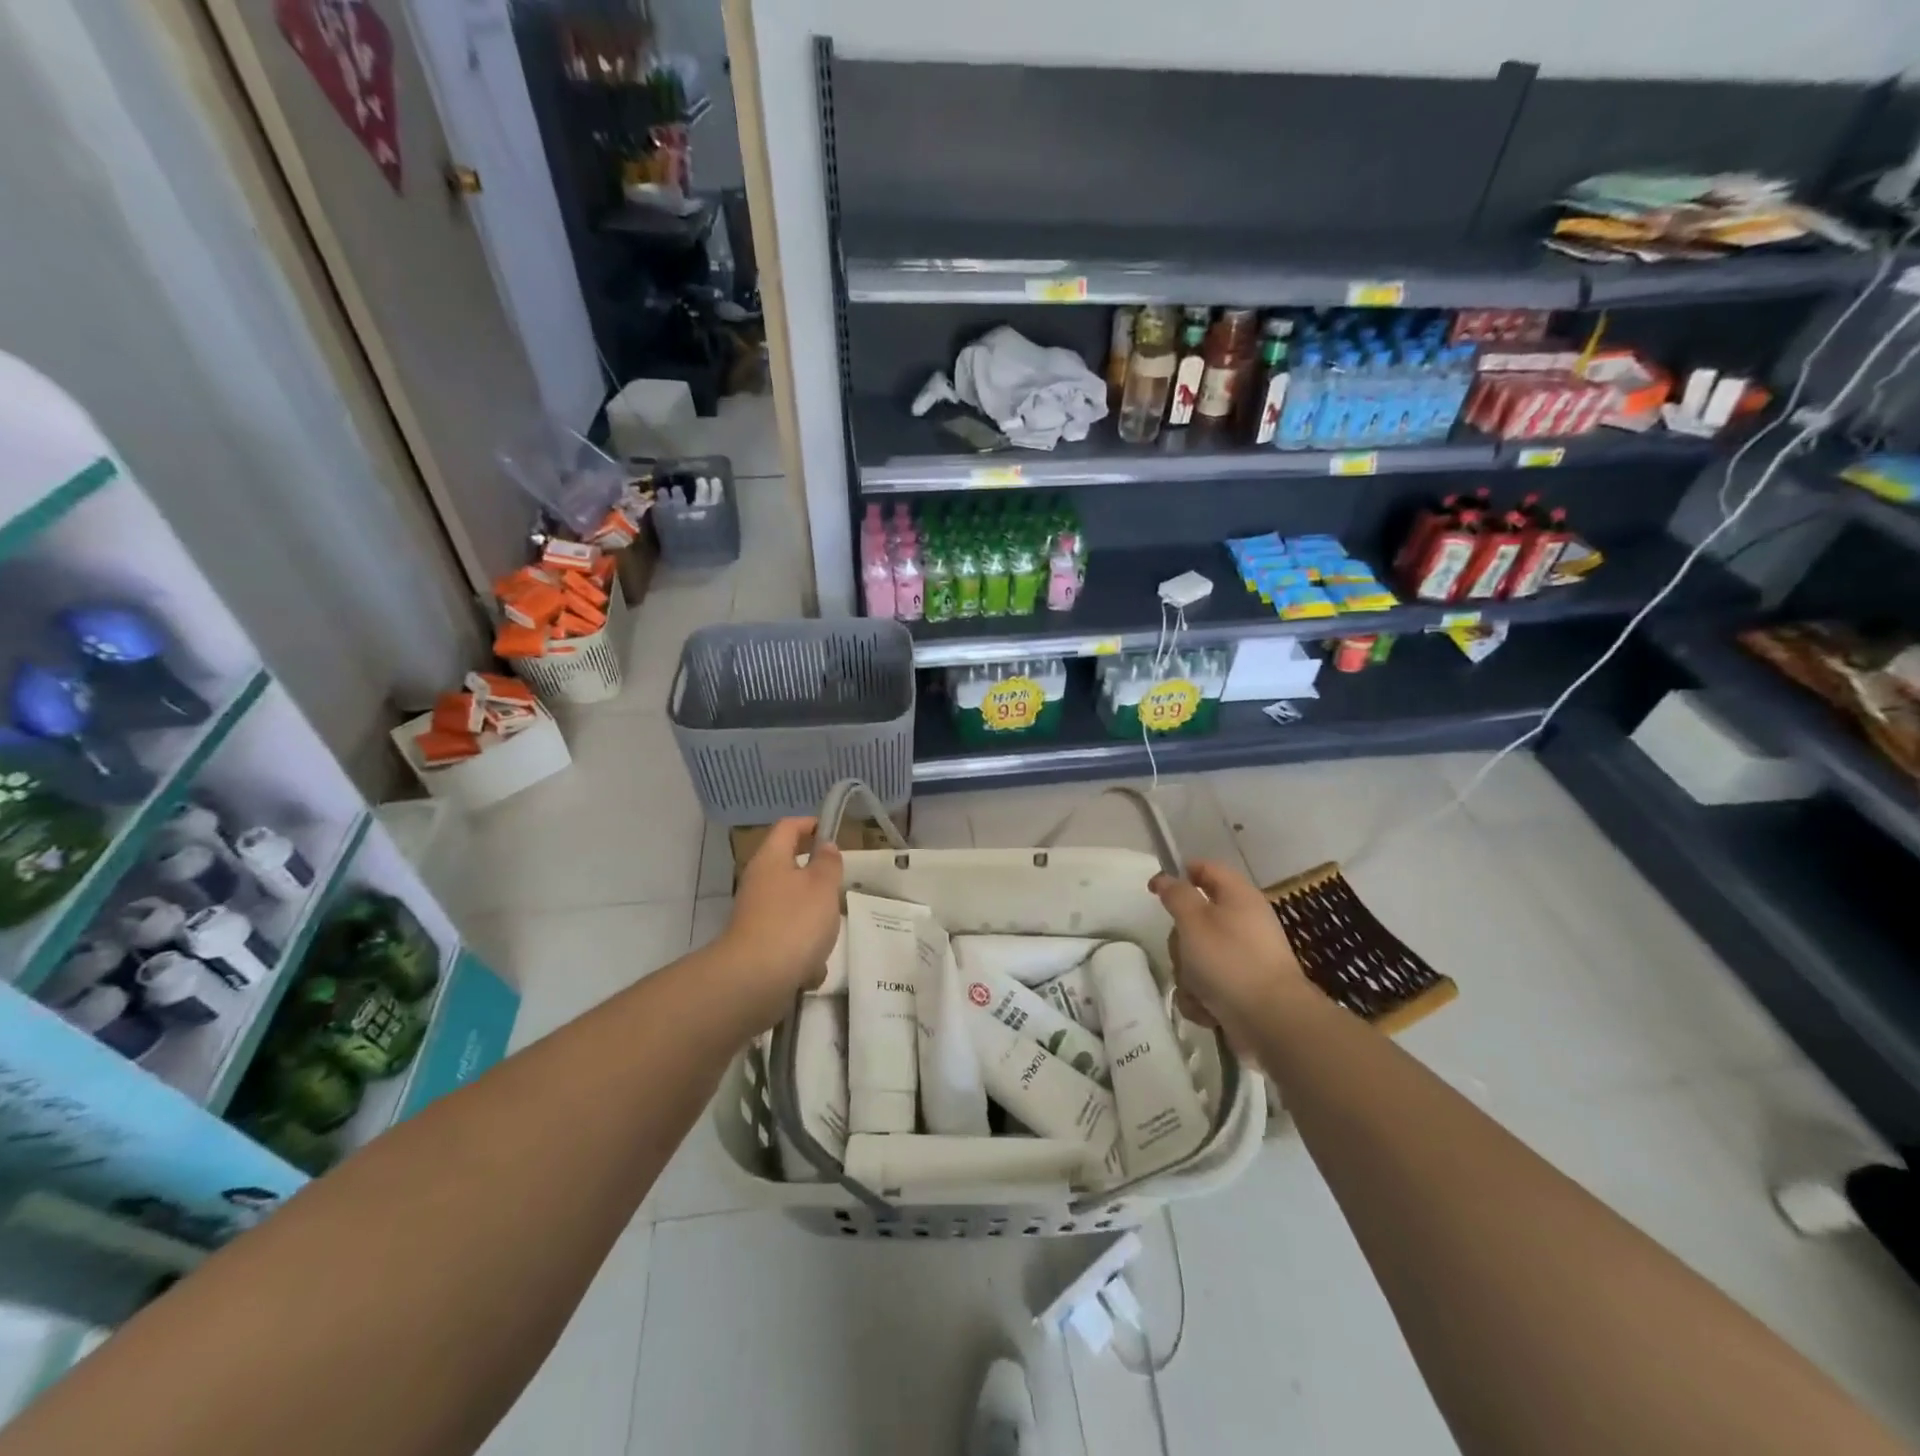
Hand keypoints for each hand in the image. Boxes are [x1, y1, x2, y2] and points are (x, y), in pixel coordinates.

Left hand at [718, 818, 841, 1020]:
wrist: (755, 980)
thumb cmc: (794, 922)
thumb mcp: (823, 886)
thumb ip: (828, 863)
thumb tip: (825, 847)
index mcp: (771, 859)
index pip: (788, 827)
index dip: (810, 824)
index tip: (832, 832)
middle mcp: (758, 883)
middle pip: (789, 869)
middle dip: (817, 880)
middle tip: (839, 886)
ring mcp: (755, 916)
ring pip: (792, 908)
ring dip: (813, 920)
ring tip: (830, 934)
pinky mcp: (757, 946)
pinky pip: (788, 941)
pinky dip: (802, 952)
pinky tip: (812, 968)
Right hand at [1149, 859, 1305, 1032]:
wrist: (1271, 1021)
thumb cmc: (1229, 961)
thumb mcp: (1194, 920)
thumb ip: (1176, 895)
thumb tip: (1166, 878)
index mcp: (1238, 896)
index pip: (1206, 869)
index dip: (1179, 874)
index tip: (1155, 891)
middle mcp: (1243, 922)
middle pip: (1196, 918)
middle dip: (1181, 939)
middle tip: (1183, 949)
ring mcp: (1243, 957)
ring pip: (1197, 955)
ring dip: (1189, 974)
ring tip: (1196, 988)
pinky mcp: (1241, 988)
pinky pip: (1208, 983)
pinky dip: (1202, 997)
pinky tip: (1206, 1009)